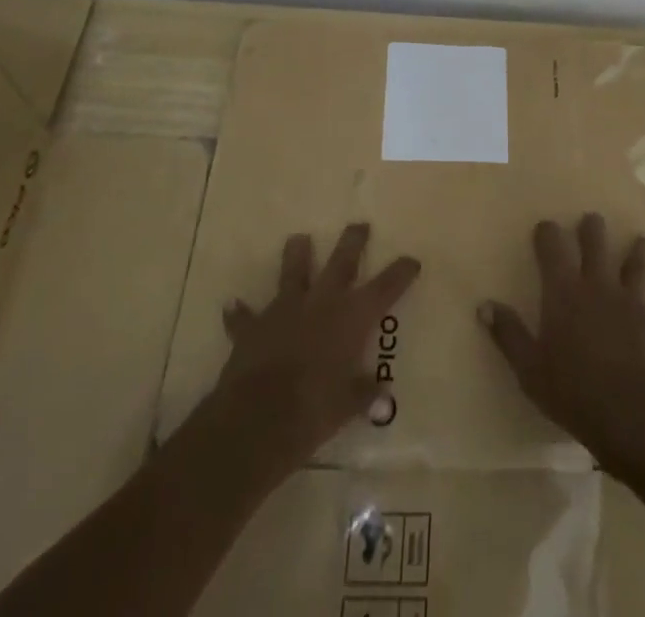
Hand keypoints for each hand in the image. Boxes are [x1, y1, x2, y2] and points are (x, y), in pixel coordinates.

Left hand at [204, 223, 420, 480]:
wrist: (257, 419)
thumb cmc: (314, 410)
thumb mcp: (348, 406)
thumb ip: (364, 395)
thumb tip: (382, 398)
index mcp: (352, 317)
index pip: (385, 287)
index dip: (400, 272)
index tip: (412, 260)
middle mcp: (322, 302)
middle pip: (341, 262)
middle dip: (353, 242)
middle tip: (359, 225)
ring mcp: (285, 310)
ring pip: (293, 272)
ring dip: (297, 255)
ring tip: (298, 239)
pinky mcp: (253, 328)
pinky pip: (245, 317)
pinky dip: (241, 313)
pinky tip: (233, 306)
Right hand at [480, 213, 644, 471]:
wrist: (631, 415)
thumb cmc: (573, 391)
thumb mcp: (529, 368)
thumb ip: (508, 334)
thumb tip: (484, 304)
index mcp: (564, 290)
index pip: (553, 245)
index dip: (548, 232)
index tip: (545, 228)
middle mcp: (597, 283)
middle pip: (596, 240)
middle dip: (593, 228)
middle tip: (591, 222)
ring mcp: (630, 297)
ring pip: (637, 260)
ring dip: (639, 249)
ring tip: (640, 241)